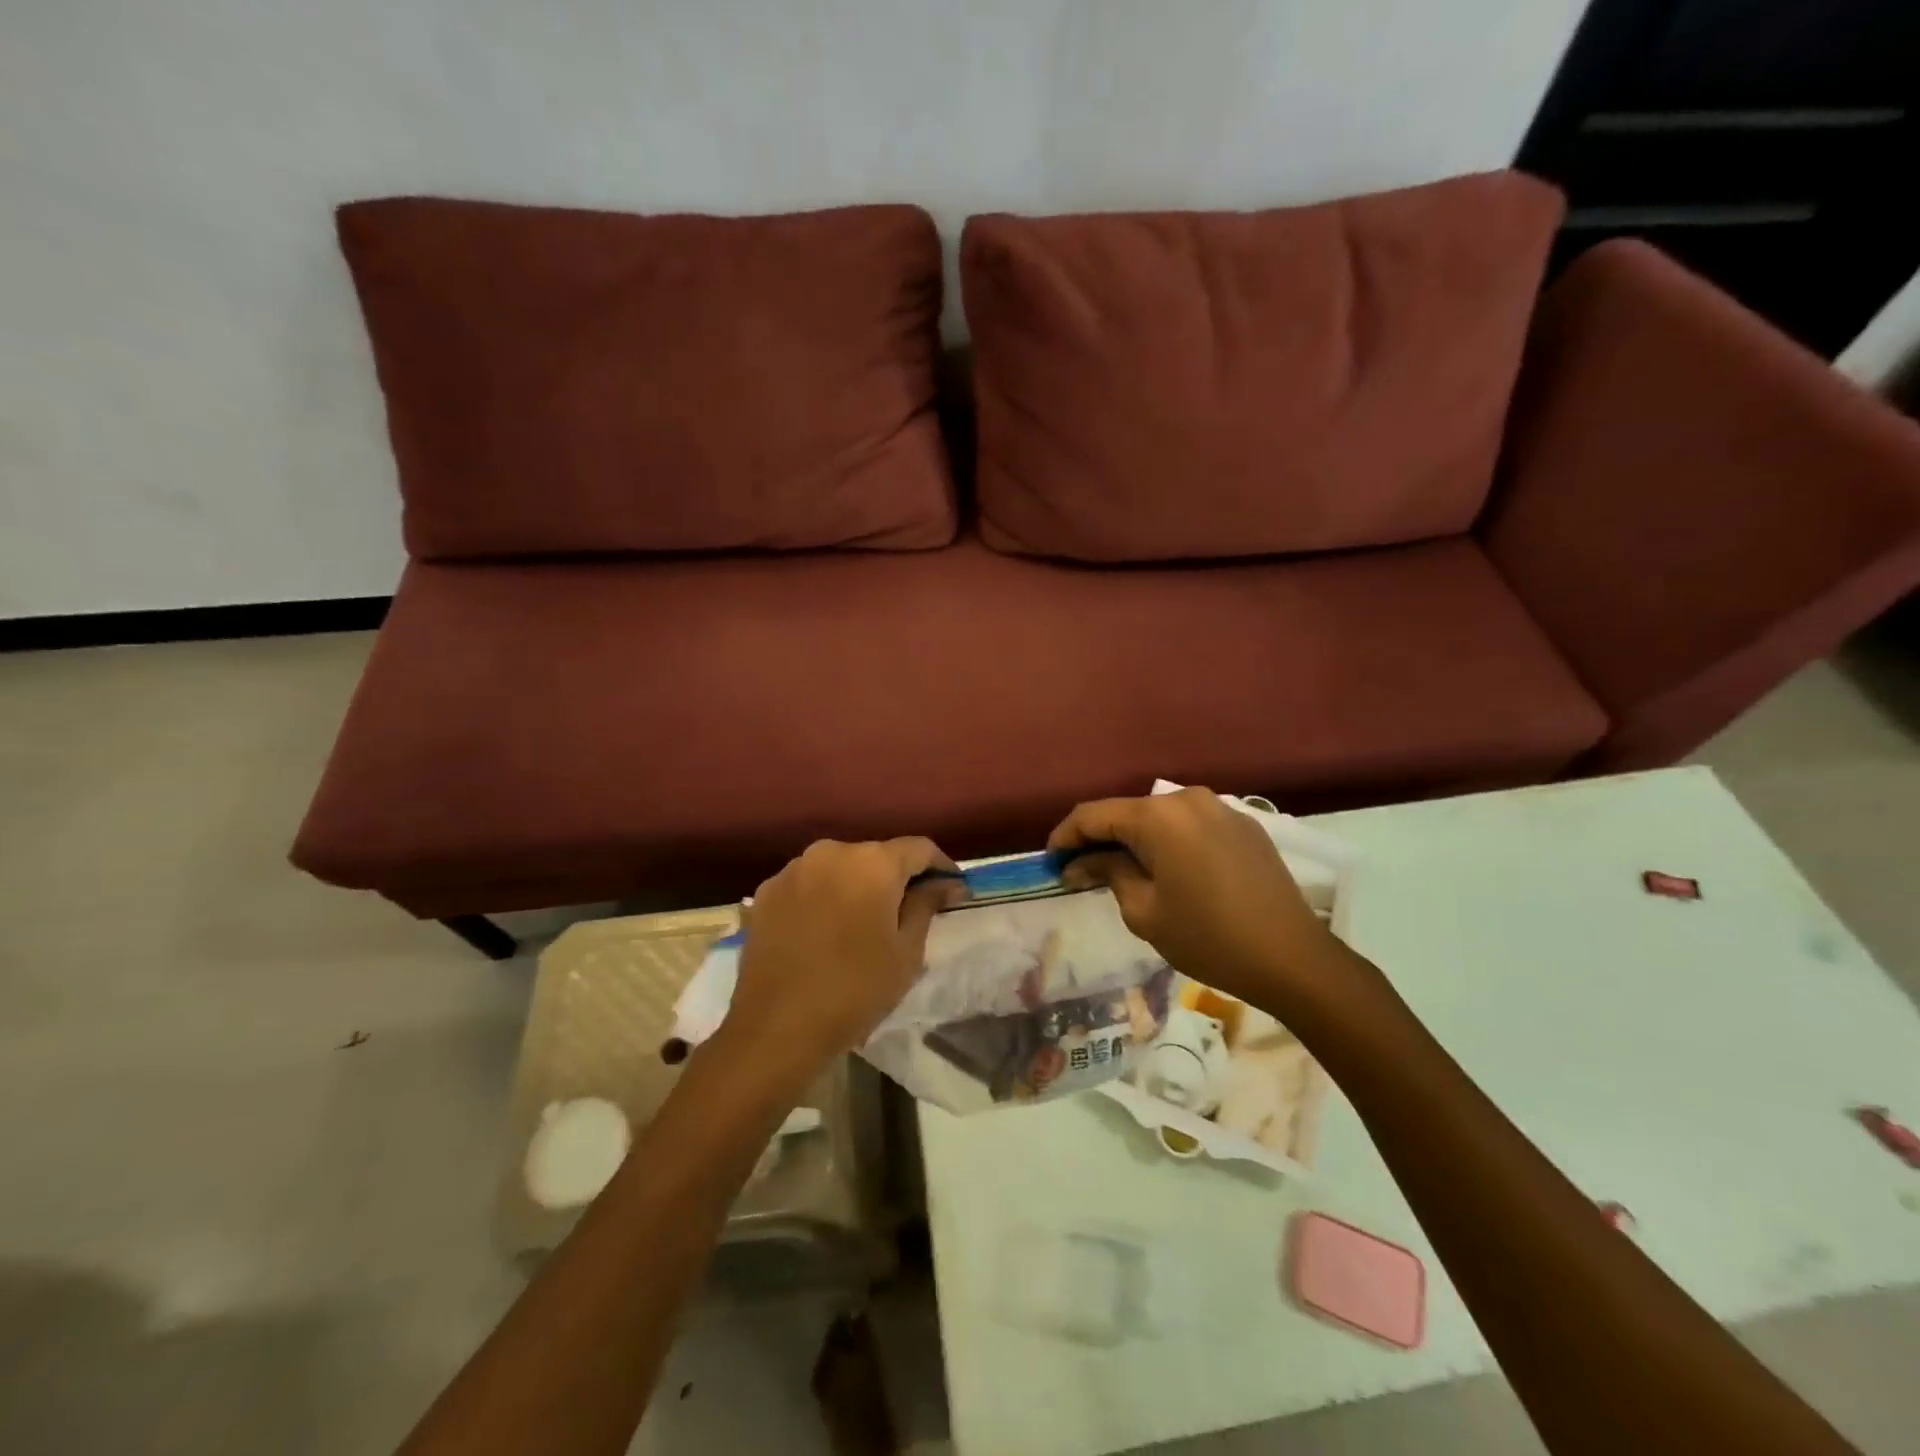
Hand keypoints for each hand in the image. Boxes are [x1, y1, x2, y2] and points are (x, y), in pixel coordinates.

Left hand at [727, 838, 962, 1075]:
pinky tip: (824, 932)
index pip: (920, 848)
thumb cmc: (855, 990)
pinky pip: (808, 885)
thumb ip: (927, 905)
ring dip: (857, 886)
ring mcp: (794, 870)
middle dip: (896, 878)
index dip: (941, 867)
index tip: (951, 892)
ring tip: (862, 924)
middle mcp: (832, 852)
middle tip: (907, 913)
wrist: (776, 1028)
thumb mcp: (906, 952)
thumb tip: (946, 883)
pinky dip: (823, 898)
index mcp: (873, 862)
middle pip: (876, 856)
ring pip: (840, 868)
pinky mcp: (766, 892)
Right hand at [1049, 788, 1349, 1017]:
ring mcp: (1220, 808)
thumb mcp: (1144, 911)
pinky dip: (1169, 841)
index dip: (1066, 836)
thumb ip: (1108, 872)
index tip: (1050, 860)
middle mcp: (1187, 799)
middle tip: (1081, 870)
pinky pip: (1191, 825)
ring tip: (1121, 870)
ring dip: (1135, 839)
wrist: (1293, 957)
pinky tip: (1166, 869)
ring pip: (1160, 817)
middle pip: (1128, 812)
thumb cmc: (1208, 938)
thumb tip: (1082, 862)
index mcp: (1158, 816)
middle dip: (1100, 838)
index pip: (1094, 815)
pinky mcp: (1244, 824)